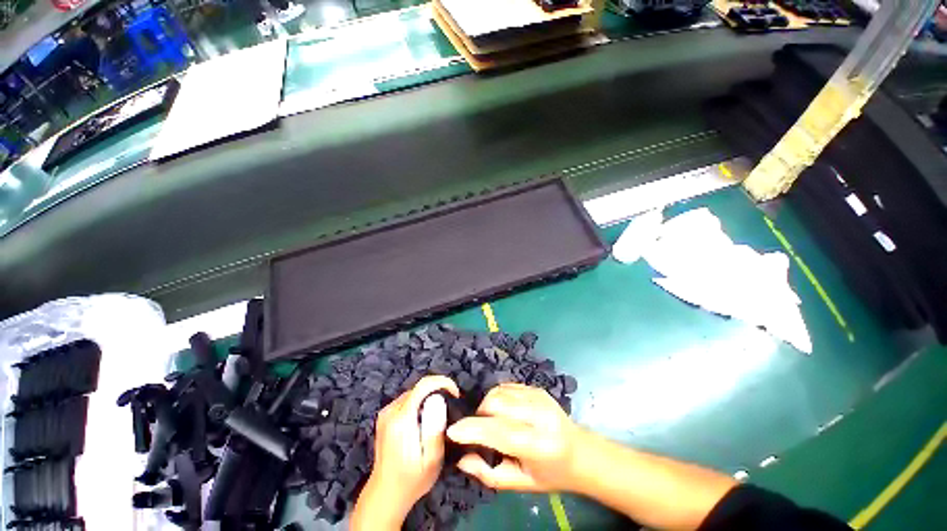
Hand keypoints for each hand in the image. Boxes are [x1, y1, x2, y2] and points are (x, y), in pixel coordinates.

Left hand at [351, 376, 459, 529]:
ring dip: (429, 398)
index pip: (423, 385)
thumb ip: (435, 428)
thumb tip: (438, 399)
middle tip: (451, 407)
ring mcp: (386, 413)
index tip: (456, 393)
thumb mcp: (431, 459)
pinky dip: (419, 404)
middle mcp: (391, 411)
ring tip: (440, 415)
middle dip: (437, 391)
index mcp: (401, 419)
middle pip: (418, 388)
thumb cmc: (412, 480)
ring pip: (413, 393)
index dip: (442, 382)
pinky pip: (407, 401)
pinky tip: (425, 420)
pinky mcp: (384, 417)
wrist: (385, 496)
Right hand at [446, 383, 581, 491]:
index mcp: (538, 444)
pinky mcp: (536, 388)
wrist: (580, 452)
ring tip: (492, 421)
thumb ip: (490, 474)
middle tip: (479, 431)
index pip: (500, 432)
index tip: (452, 431)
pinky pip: (506, 386)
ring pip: (499, 391)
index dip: (473, 430)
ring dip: (487, 405)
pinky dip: (497, 396)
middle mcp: (539, 415)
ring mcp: (539, 397)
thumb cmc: (551, 474)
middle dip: (479, 415)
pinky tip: (502, 410)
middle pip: (496, 403)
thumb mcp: (522, 484)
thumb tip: (462, 459)